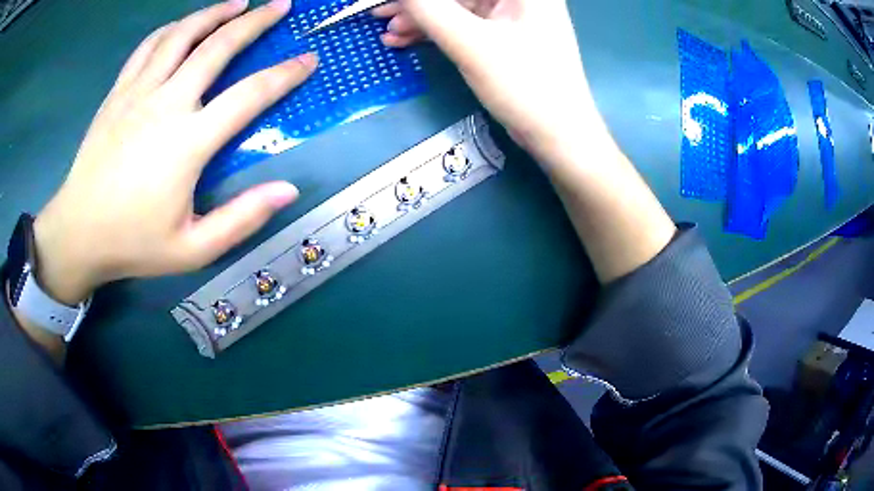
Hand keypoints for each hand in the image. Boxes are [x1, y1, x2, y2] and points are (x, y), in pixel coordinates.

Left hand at [33, 0, 318, 305]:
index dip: (285, 74)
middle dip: (255, 21)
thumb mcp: (193, 250)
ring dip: (214, 13)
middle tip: (279, 5)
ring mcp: (138, 92)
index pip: (249, 95)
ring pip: (182, 34)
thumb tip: (288, 190)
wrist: (78, 233)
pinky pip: (149, 46)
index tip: (308, 59)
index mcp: (188, 142)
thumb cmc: (133, 243)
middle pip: (218, 47)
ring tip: (238, 2)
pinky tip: (184, 25)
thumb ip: (241, 219)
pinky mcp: (118, 92)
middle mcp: (166, 104)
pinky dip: (172, 28)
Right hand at [374, 0, 602, 164]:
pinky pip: (462, 23)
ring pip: (456, 7)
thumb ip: (429, 10)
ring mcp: (511, 13)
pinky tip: (406, 40)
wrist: (557, 135)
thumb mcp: (470, 43)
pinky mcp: (503, 34)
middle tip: (380, 15)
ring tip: (389, 35)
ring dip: (421, 19)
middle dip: (418, 5)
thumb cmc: (524, 85)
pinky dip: (435, 31)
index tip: (392, 3)